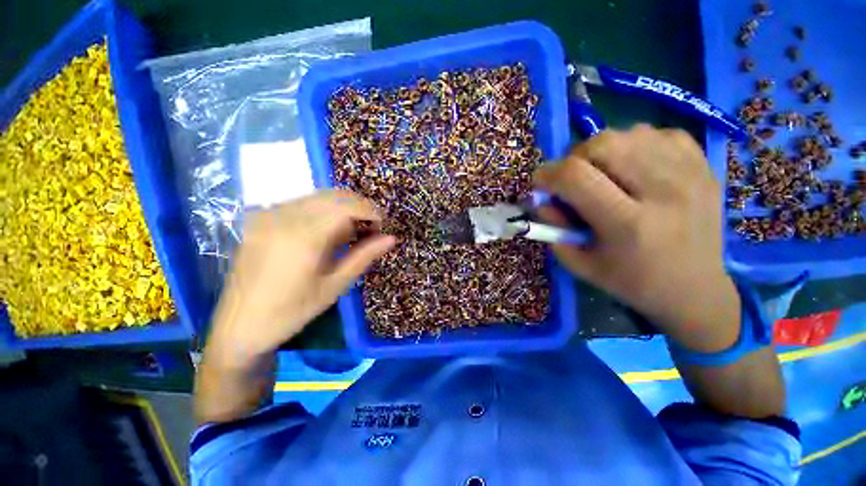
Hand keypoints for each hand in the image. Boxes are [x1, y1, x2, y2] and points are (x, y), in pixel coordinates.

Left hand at [206, 190, 396, 368]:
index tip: (382, 226)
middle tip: (371, 228)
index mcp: (303, 236)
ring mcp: (268, 214)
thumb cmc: (293, 311)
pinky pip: (301, 203)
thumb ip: (364, 256)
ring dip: (342, 207)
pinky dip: (322, 210)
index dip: (370, 211)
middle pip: (333, 196)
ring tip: (352, 231)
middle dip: (359, 207)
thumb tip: (391, 239)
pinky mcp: (260, 218)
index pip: (347, 206)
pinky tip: (327, 230)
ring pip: (317, 196)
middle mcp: (283, 216)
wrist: (240, 325)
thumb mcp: (335, 285)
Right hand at [534, 125, 739, 351]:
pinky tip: (634, 167)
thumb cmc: (632, 282)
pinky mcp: (704, 164)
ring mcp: (689, 173)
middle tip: (573, 179)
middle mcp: (663, 191)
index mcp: (628, 224)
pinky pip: (657, 133)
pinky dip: (635, 144)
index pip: (576, 176)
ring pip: (629, 132)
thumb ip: (553, 228)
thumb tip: (542, 198)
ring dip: (602, 150)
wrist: (696, 289)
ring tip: (603, 173)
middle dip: (574, 157)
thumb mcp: (580, 263)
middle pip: (603, 144)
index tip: (540, 183)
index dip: (548, 174)